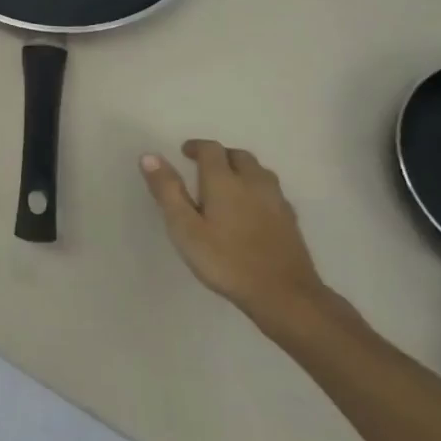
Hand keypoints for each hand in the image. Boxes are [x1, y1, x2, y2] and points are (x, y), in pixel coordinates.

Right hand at [140, 140, 329, 327]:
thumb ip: (167, 191)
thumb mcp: (184, 228)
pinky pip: (272, 192)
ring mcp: (276, 201)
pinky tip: (252, 208)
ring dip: (241, 169)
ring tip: (228, 183)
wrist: (283, 294)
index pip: (211, 150)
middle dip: (220, 156)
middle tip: (204, 167)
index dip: (196, 147)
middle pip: (239, 156)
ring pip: (259, 172)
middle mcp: (253, 183)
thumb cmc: (225, 260)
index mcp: (225, 181)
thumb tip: (149, 156)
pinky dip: (257, 189)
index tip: (184, 152)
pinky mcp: (291, 220)